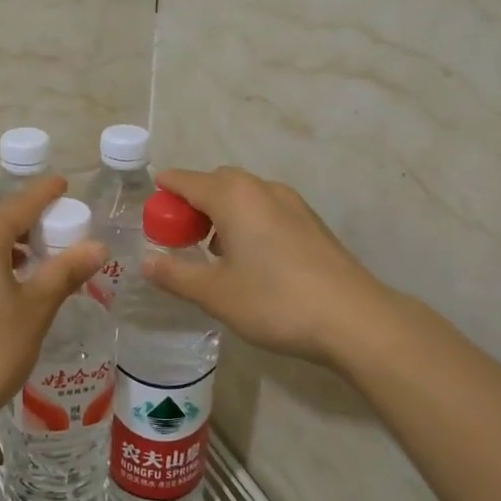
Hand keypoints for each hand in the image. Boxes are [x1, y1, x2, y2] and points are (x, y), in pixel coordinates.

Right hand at [145, 166, 389, 366]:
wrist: (354, 319)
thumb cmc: (275, 301)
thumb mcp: (215, 293)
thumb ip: (176, 275)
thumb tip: (147, 263)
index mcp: (234, 197)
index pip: (186, 181)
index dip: (164, 194)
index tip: (151, 215)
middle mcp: (262, 189)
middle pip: (217, 183)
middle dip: (193, 203)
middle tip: (180, 238)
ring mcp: (292, 203)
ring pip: (244, 196)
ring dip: (222, 213)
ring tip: (213, 252)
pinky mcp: (311, 222)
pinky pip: (266, 209)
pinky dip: (247, 222)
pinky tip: (250, 259)